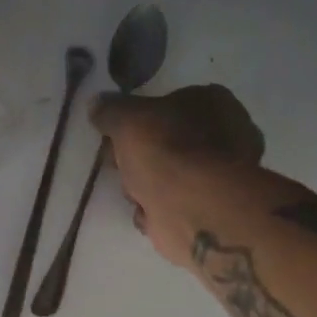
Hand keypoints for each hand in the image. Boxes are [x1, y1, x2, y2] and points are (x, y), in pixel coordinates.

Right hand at [93, 84, 265, 267]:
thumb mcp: (129, 121)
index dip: (134, 121)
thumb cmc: (169, 152)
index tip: (111, 136)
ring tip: (134, 194)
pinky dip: (154, 213)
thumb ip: (110, 111)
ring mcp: (214, 177)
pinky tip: (147, 214)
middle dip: (136, 158)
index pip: (164, 105)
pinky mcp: (204, 213)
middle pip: (163, 144)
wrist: (197, 210)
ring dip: (142, 188)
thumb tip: (96, 103)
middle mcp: (220, 136)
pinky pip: (168, 207)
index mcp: (210, 102)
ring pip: (163, 177)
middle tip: (117, 165)